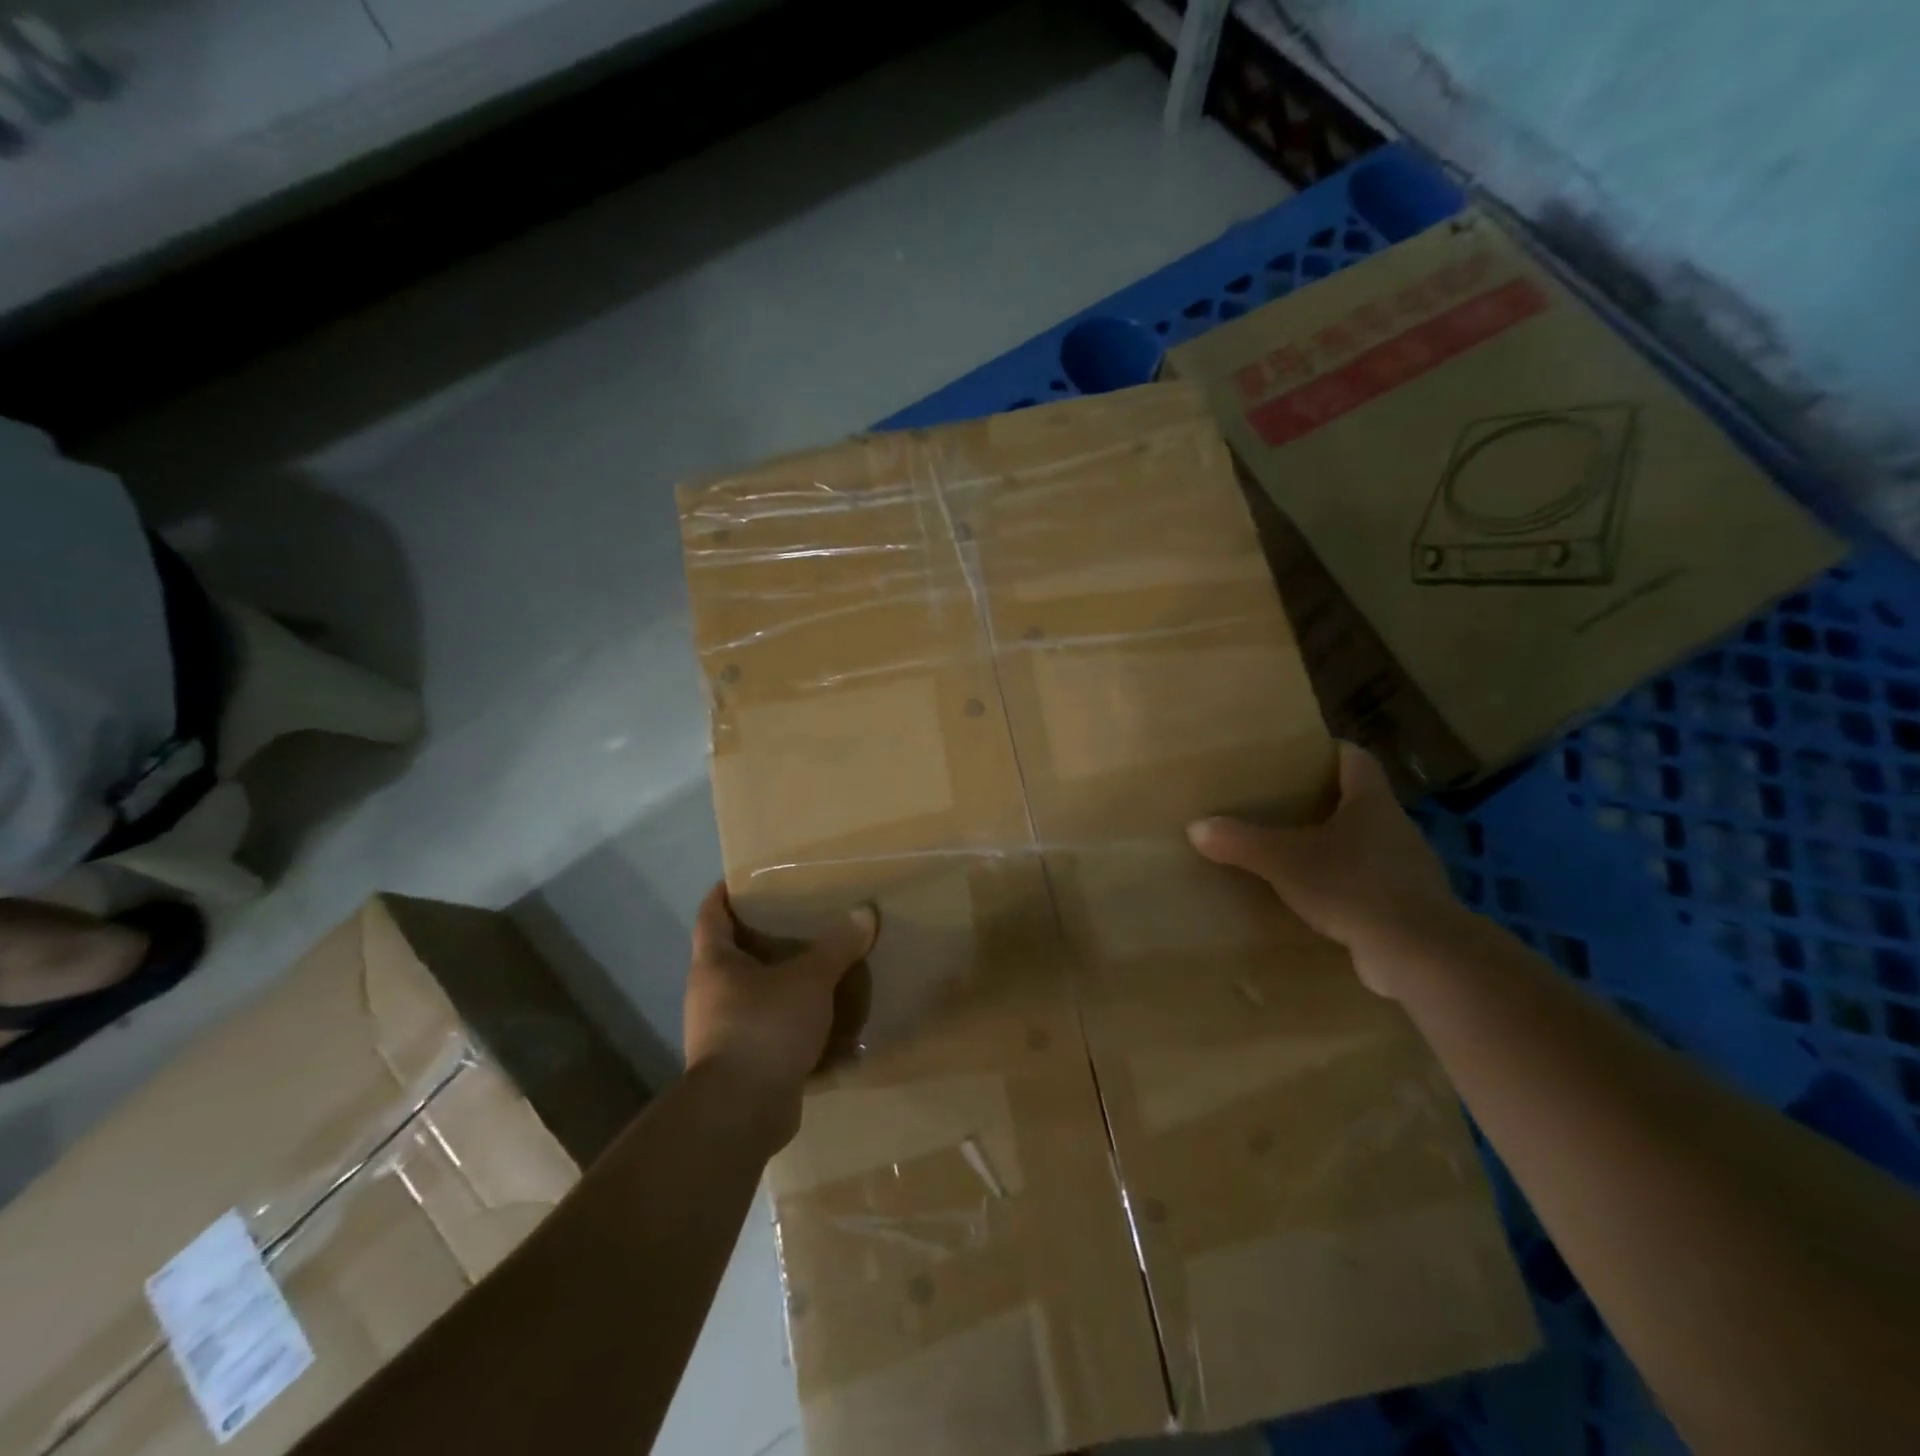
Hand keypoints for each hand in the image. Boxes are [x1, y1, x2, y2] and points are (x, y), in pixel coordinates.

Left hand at [684, 883, 876, 1128]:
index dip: (725, 893)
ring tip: (819, 965)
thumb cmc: (764, 1028)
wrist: (741, 1113)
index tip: (746, 878)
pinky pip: (769, 1030)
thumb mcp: (809, 980)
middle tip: (801, 919)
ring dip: (781, 981)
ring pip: (753, 994)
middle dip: (764, 937)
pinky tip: (823, 1017)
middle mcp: (710, 994)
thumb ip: (837, 946)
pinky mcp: (742, 1063)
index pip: (711, 914)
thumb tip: (865, 911)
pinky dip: (792, 1021)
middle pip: (733, 954)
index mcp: (714, 964)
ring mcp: (722, 1032)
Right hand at [1186, 742, 1462, 994]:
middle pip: (1361, 801)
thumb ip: (1241, 842)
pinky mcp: (1409, 906)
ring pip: (1368, 844)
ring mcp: (1408, 869)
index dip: (1330, 751)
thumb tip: (1196, 827)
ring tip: (1297, 853)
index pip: (1356, 759)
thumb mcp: (1284, 862)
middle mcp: (1395, 827)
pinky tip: (1321, 899)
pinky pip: (1373, 883)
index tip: (1300, 755)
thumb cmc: (1353, 887)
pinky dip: (1348, 885)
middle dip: (1325, 801)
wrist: (1419, 954)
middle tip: (1284, 805)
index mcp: (1371, 803)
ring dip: (1338, 846)